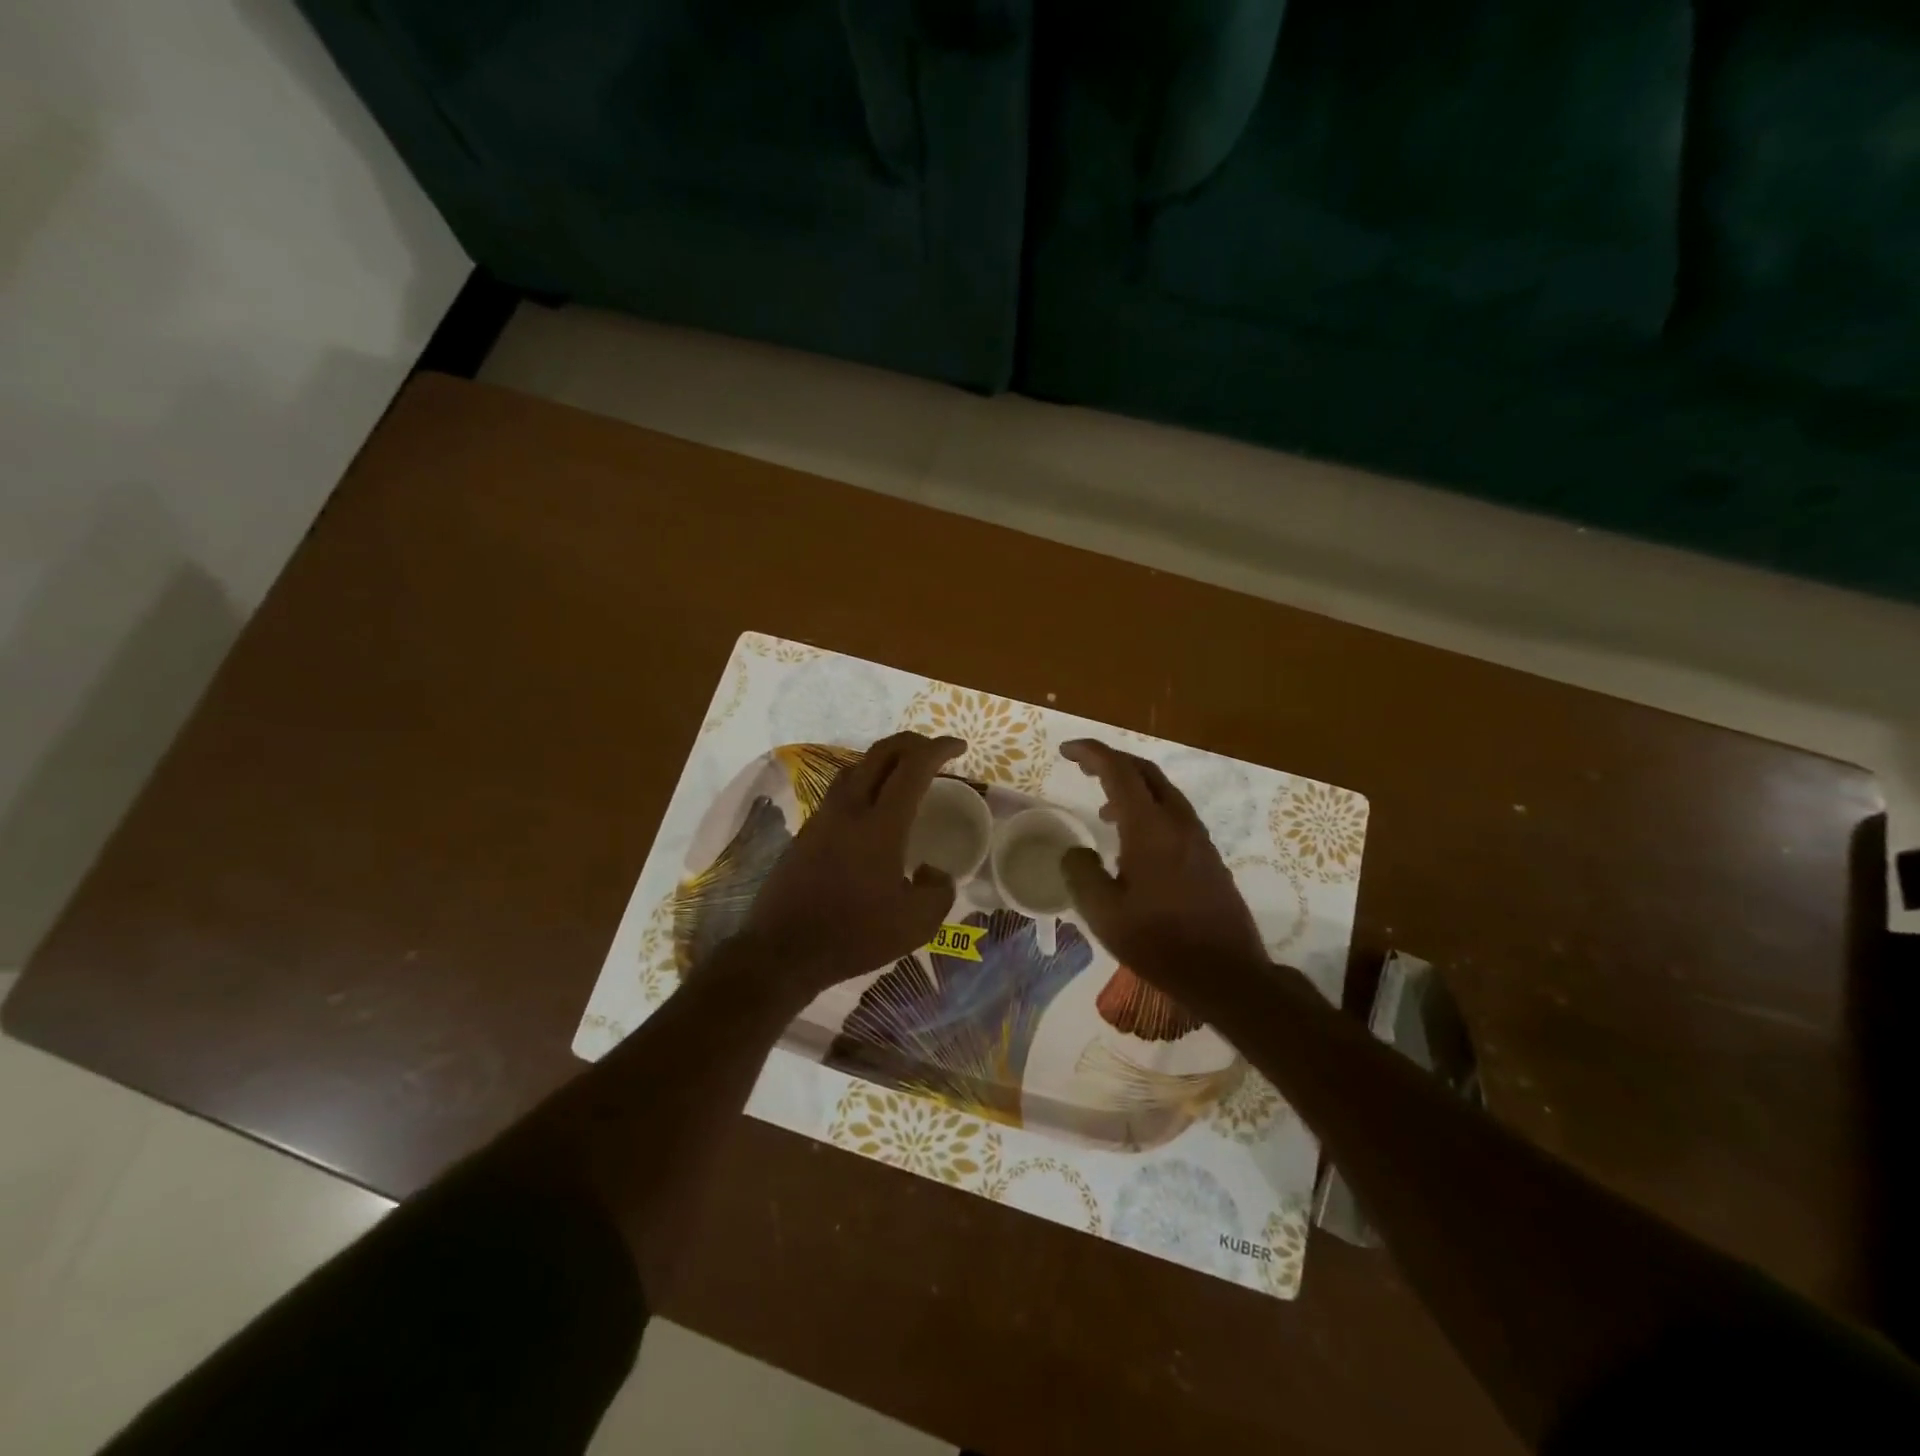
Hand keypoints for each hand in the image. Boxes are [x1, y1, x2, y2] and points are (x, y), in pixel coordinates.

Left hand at [737, 732, 965, 992]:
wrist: (782, 951)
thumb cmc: (853, 935)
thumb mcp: (916, 924)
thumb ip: (939, 892)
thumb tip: (933, 872)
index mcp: (881, 824)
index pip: (913, 767)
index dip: (938, 748)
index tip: (959, 746)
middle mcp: (850, 808)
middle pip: (880, 753)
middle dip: (912, 742)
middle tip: (933, 752)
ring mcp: (823, 817)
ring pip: (856, 767)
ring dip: (885, 759)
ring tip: (905, 772)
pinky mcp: (807, 831)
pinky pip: (841, 789)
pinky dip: (865, 781)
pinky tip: (874, 805)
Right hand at [1058, 739, 1270, 997]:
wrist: (1227, 973)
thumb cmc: (1160, 943)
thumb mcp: (1104, 913)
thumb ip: (1081, 874)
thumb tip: (1075, 852)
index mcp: (1150, 828)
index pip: (1118, 771)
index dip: (1091, 753)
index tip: (1066, 750)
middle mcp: (1177, 822)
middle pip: (1145, 772)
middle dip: (1112, 762)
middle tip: (1083, 768)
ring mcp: (1198, 838)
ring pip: (1162, 792)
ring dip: (1131, 788)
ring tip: (1104, 810)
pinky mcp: (1208, 856)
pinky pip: (1174, 814)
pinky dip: (1148, 810)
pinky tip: (1134, 843)